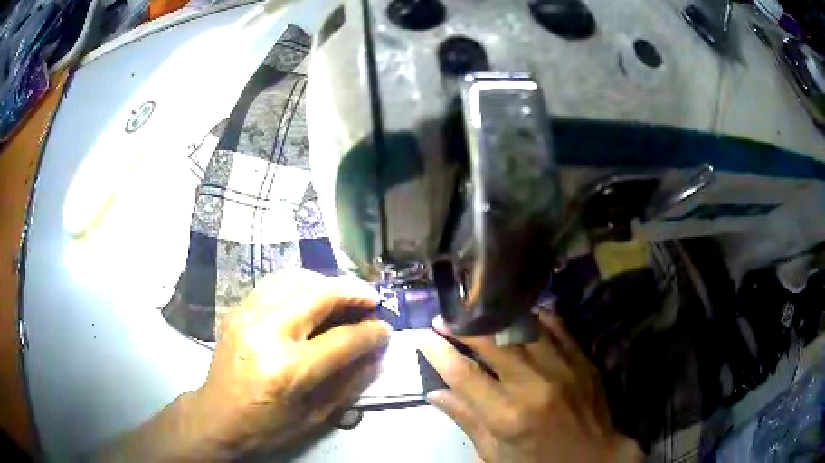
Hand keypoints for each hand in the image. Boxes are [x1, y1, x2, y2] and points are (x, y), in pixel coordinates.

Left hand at [98, 269, 390, 460]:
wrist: (216, 417)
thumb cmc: (266, 425)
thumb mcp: (314, 415)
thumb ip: (349, 382)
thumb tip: (375, 352)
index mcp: (288, 369)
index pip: (342, 340)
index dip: (371, 332)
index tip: (385, 329)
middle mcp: (266, 333)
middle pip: (319, 295)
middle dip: (354, 292)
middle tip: (371, 300)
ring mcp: (248, 315)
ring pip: (296, 278)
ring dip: (326, 283)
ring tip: (343, 297)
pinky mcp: (237, 310)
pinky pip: (275, 282)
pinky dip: (300, 283)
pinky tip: (311, 297)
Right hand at [421, 312, 641, 462]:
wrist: (594, 459)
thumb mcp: (495, 454)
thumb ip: (466, 421)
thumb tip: (435, 393)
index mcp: (507, 416)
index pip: (464, 375)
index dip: (439, 352)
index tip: (425, 337)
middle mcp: (534, 386)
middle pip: (492, 344)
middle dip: (463, 328)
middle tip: (446, 318)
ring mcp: (562, 369)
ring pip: (524, 328)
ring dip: (497, 318)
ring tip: (479, 312)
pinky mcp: (582, 361)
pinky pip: (557, 327)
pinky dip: (536, 318)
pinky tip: (522, 315)